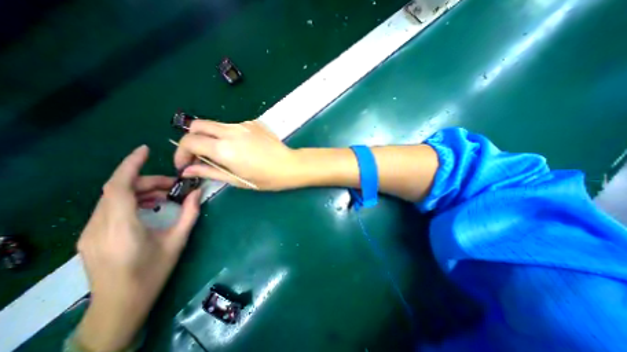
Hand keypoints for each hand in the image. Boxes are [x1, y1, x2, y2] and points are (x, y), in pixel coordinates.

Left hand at [76, 146, 199, 351]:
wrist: (120, 305)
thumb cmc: (153, 272)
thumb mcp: (178, 241)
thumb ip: (190, 213)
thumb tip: (198, 192)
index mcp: (121, 227)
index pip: (118, 187)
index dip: (130, 165)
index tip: (144, 150)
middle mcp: (99, 226)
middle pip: (118, 190)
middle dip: (148, 181)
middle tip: (174, 186)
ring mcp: (91, 231)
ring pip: (113, 198)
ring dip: (140, 190)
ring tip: (165, 196)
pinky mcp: (92, 236)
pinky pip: (110, 208)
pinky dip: (131, 200)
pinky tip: (150, 206)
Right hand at [173, 119, 303, 189]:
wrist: (290, 165)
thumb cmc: (266, 178)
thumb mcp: (237, 179)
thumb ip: (210, 172)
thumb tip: (187, 170)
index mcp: (224, 148)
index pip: (189, 141)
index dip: (181, 153)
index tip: (185, 164)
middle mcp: (230, 131)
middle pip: (197, 125)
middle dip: (191, 140)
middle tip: (199, 156)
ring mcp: (242, 124)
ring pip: (214, 124)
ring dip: (209, 136)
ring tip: (220, 153)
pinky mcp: (252, 122)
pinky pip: (231, 126)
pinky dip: (226, 134)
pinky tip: (239, 147)